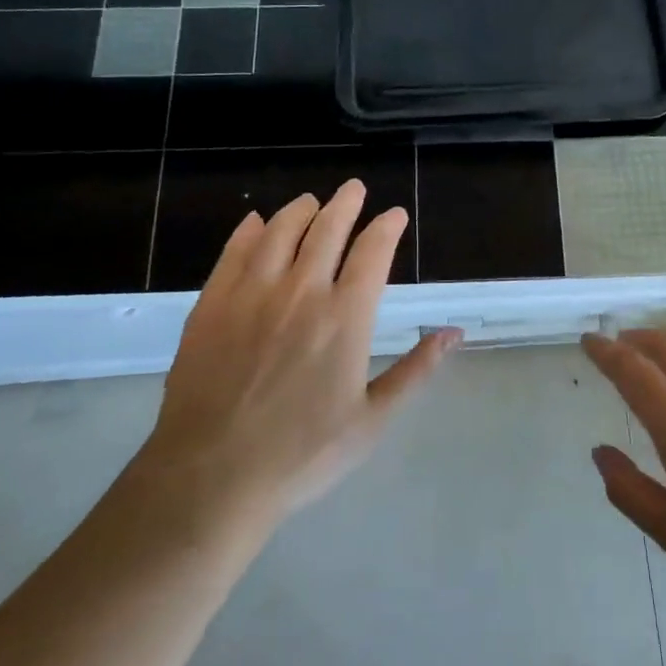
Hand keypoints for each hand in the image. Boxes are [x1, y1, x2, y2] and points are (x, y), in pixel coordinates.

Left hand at [131, 181, 459, 535]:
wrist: (213, 476)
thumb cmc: (302, 455)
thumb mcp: (372, 420)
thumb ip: (416, 371)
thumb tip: (454, 333)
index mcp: (345, 318)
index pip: (373, 252)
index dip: (387, 227)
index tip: (394, 215)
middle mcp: (301, 291)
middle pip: (327, 229)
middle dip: (346, 203)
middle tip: (354, 188)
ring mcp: (251, 294)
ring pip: (280, 232)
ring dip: (300, 210)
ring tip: (311, 201)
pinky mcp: (212, 304)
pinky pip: (234, 252)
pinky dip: (249, 231)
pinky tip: (256, 222)